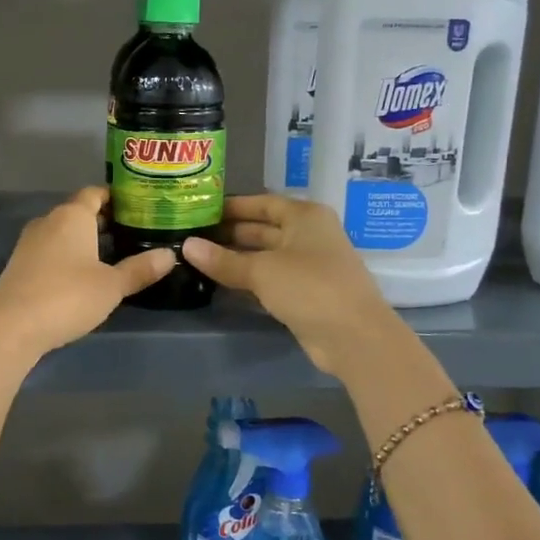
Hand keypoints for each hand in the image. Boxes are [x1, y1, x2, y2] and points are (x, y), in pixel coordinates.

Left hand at [0, 188, 174, 358]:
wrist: (10, 327)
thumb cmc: (67, 296)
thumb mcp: (111, 286)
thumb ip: (140, 269)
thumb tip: (170, 255)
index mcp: (72, 215)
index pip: (95, 193)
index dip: (117, 198)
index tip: (139, 207)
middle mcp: (49, 221)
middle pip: (80, 212)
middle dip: (104, 221)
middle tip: (133, 233)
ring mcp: (30, 242)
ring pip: (64, 232)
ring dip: (85, 240)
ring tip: (113, 254)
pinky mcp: (20, 265)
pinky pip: (51, 250)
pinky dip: (68, 255)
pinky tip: (83, 275)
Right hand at [182, 195, 401, 375]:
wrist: (354, 336)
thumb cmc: (309, 287)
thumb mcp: (261, 270)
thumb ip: (223, 260)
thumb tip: (186, 246)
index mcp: (304, 216)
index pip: (262, 202)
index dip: (232, 206)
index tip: (200, 210)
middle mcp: (308, 235)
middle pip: (262, 229)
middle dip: (229, 233)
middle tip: (191, 236)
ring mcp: (308, 265)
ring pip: (265, 256)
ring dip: (235, 258)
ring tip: (198, 259)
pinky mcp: (305, 293)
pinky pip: (270, 279)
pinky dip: (247, 279)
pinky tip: (220, 283)